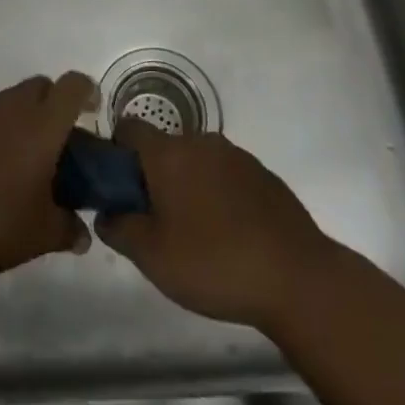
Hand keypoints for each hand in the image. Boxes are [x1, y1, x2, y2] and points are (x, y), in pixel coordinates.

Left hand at [0, 72, 97, 279]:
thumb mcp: (39, 235)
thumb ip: (66, 229)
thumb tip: (82, 235)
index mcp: (41, 124)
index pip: (72, 86)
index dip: (87, 92)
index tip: (93, 112)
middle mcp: (12, 107)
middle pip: (42, 86)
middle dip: (55, 105)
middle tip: (59, 143)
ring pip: (12, 100)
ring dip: (24, 119)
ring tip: (25, 161)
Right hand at [95, 120, 335, 331]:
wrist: (297, 277)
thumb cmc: (215, 263)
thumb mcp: (153, 258)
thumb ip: (120, 229)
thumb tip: (106, 213)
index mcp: (168, 153)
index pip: (128, 127)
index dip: (116, 152)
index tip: (119, 189)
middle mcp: (200, 141)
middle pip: (164, 147)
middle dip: (154, 177)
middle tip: (156, 222)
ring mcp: (235, 155)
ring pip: (196, 161)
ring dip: (188, 186)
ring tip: (196, 235)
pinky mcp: (262, 174)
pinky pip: (226, 175)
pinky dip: (219, 195)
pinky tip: (229, 236)